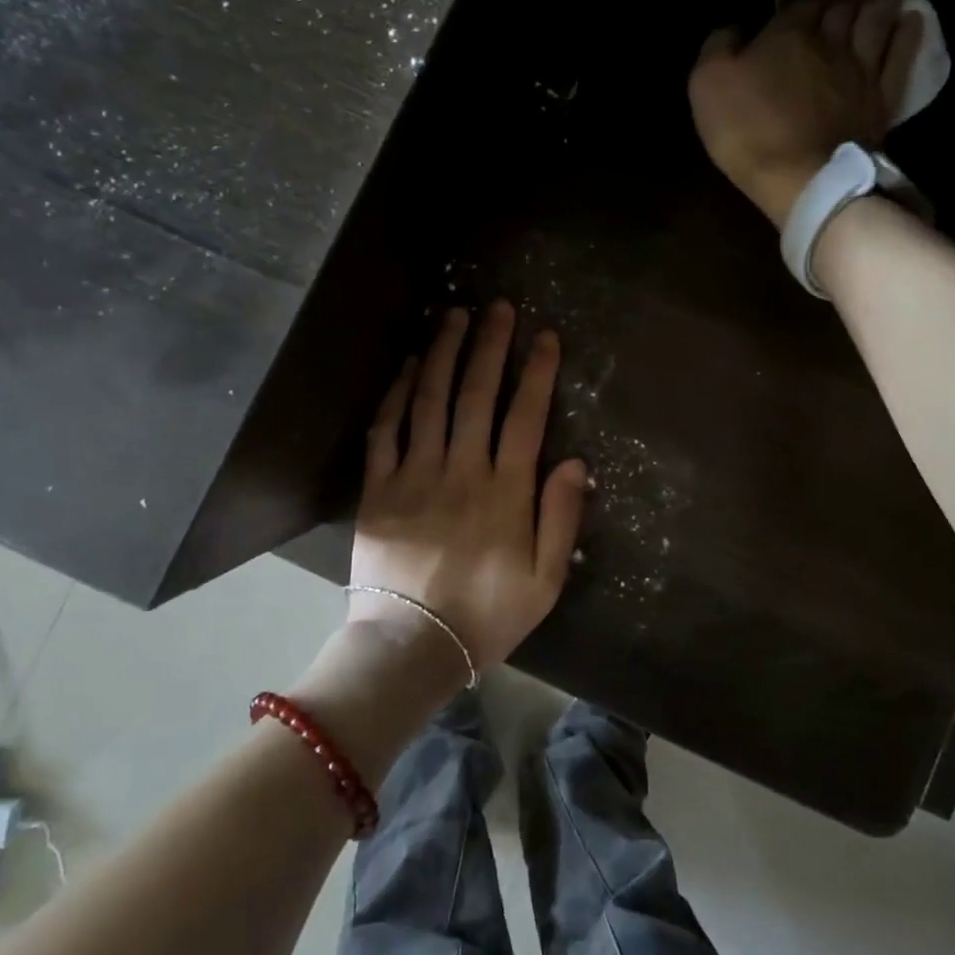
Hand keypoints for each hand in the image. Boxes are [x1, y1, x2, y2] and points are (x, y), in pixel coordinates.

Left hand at [349, 302, 589, 672]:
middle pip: (475, 395)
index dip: (537, 372)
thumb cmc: (486, 615)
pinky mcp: (378, 489)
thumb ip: (561, 518)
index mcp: (505, 492)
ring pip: (429, 401)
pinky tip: (408, 364)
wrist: (411, 646)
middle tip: (497, 307)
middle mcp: (461, 471)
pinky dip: (397, 393)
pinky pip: (385, 430)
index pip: (525, 416)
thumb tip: (575, 461)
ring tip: (453, 316)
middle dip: (489, 346)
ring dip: (443, 353)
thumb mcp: (545, 580)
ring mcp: (414, 476)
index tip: (545, 335)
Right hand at [688, 0, 924, 228]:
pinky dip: (907, 36)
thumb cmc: (749, 130)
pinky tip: (913, 17)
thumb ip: (718, 47)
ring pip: (878, 17)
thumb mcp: (707, 84)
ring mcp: (860, 71)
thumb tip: (734, 28)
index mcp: (789, 32)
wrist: (801, 178)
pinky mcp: (878, 102)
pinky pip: (898, 60)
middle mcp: (831, 40)